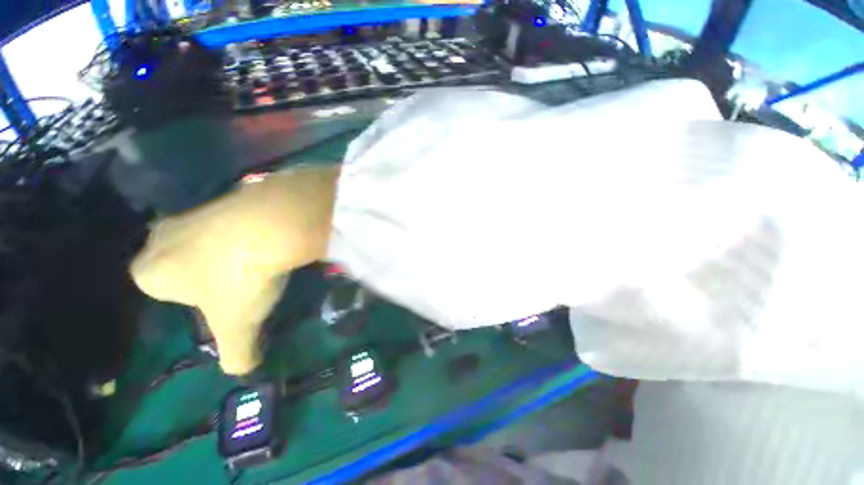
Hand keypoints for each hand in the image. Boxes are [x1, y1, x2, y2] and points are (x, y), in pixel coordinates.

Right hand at [129, 165, 339, 375]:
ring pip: (207, 238)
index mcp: (150, 268)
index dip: (191, 297)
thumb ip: (236, 354)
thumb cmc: (241, 278)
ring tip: (257, 259)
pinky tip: (268, 237)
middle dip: (206, 273)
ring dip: (229, 250)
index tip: (219, 300)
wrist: (271, 224)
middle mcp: (163, 234)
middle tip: (239, 280)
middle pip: (182, 260)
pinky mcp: (227, 195)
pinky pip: (233, 220)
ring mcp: (195, 210)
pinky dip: (247, 231)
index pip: (159, 287)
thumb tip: (244, 370)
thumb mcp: (238, 325)